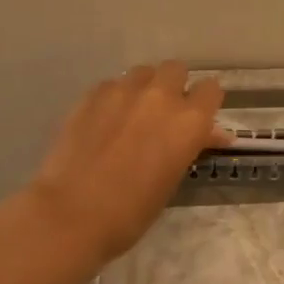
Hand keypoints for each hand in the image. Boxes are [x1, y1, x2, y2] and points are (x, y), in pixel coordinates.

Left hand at [22, 61, 229, 268]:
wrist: (72, 214)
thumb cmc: (132, 211)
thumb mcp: (172, 179)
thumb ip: (191, 147)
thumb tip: (209, 134)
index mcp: (189, 121)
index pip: (211, 90)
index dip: (205, 102)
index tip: (199, 117)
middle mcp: (161, 96)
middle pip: (176, 69)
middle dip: (174, 86)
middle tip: (164, 113)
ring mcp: (123, 91)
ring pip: (143, 72)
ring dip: (144, 87)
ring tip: (133, 113)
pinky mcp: (91, 95)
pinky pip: (112, 85)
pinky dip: (114, 98)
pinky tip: (103, 121)